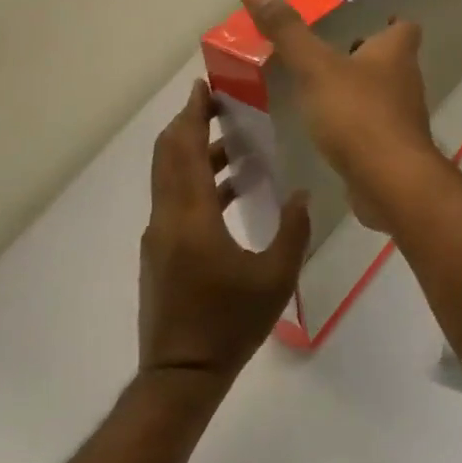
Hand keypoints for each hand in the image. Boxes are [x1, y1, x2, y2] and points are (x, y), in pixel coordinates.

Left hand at [139, 79, 309, 378]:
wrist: (182, 374)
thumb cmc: (231, 323)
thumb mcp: (276, 276)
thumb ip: (293, 230)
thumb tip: (302, 194)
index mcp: (191, 218)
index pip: (185, 151)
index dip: (193, 116)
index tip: (204, 88)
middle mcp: (167, 220)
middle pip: (169, 157)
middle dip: (190, 125)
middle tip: (219, 104)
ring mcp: (159, 238)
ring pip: (170, 179)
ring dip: (196, 154)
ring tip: (235, 144)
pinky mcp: (161, 254)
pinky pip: (175, 201)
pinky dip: (197, 182)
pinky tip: (231, 191)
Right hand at [241, 0, 442, 230]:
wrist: (389, 180)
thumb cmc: (358, 114)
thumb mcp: (315, 68)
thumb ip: (287, 32)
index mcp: (395, 54)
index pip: (405, 28)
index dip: (392, 22)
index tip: (373, 20)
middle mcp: (406, 81)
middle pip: (393, 60)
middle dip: (367, 56)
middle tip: (332, 52)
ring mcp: (403, 118)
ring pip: (383, 94)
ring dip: (359, 89)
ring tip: (323, 89)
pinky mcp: (393, 149)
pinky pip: (374, 127)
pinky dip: (356, 122)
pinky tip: (329, 129)